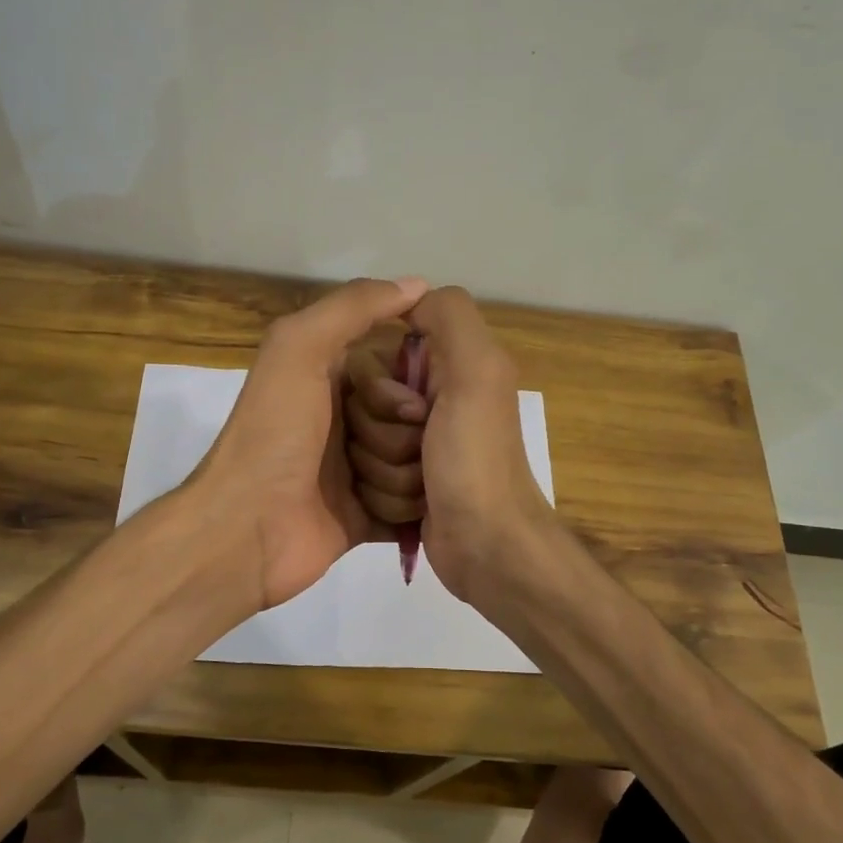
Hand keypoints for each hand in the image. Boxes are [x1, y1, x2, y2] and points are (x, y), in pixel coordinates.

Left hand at [195, 276, 428, 610]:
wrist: (246, 529)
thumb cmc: (273, 433)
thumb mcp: (299, 349)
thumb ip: (351, 308)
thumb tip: (416, 284)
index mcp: (335, 377)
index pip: (403, 369)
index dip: (410, 385)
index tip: (411, 403)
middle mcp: (351, 419)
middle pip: (416, 420)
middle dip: (403, 438)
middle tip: (368, 452)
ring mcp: (360, 470)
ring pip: (418, 464)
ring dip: (401, 477)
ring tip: (364, 489)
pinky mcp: (368, 515)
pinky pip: (411, 506)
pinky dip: (409, 510)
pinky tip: (403, 512)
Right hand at [344, 286, 555, 599]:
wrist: (485, 545)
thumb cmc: (475, 459)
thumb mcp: (476, 372)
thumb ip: (448, 318)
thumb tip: (408, 297)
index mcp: (447, 370)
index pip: (373, 361)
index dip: (382, 388)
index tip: (412, 410)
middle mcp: (429, 404)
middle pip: (360, 407)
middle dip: (383, 435)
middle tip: (420, 451)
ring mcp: (413, 449)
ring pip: (357, 446)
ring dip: (383, 471)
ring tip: (420, 486)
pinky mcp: (401, 486)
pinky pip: (363, 478)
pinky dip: (383, 495)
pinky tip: (413, 507)